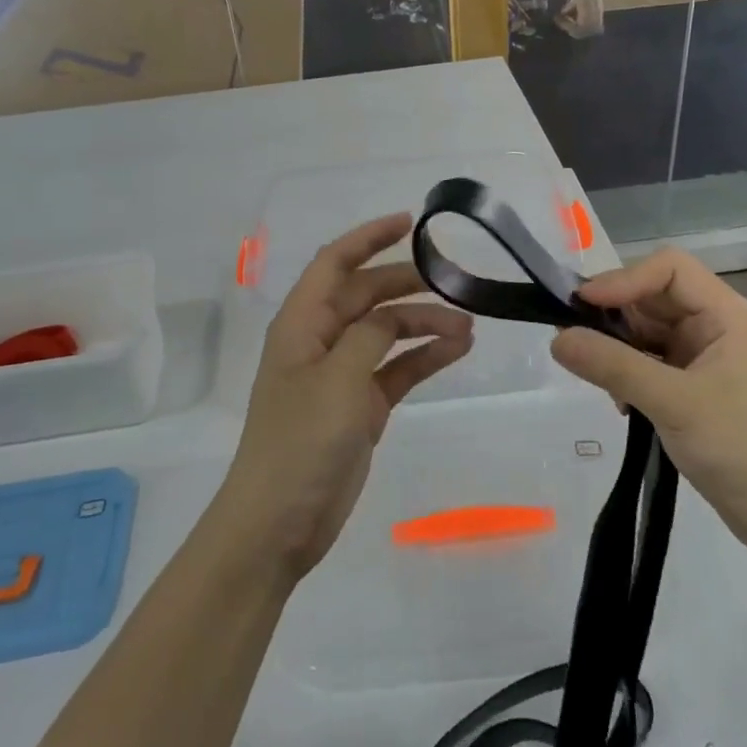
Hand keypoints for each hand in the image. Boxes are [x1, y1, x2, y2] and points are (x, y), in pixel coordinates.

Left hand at [217, 214, 474, 579]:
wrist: (278, 523)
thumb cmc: (300, 442)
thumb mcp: (337, 379)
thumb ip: (369, 336)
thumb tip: (393, 316)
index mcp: (302, 323)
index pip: (335, 263)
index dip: (369, 237)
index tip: (410, 223)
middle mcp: (321, 340)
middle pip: (367, 295)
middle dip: (407, 284)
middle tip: (454, 281)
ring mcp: (341, 374)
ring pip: (387, 332)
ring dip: (423, 323)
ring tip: (468, 324)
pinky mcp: (361, 406)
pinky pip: (396, 369)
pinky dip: (424, 357)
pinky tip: (457, 350)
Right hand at [549, 249, 746, 558]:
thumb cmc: (741, 450)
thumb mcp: (673, 403)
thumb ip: (613, 366)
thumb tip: (555, 338)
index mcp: (726, 314)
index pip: (668, 268)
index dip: (624, 278)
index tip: (582, 305)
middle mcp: (715, 326)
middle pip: (653, 296)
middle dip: (615, 315)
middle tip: (574, 339)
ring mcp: (704, 357)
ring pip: (646, 330)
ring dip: (617, 348)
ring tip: (598, 378)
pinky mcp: (693, 386)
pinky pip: (649, 361)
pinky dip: (627, 372)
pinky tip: (620, 403)